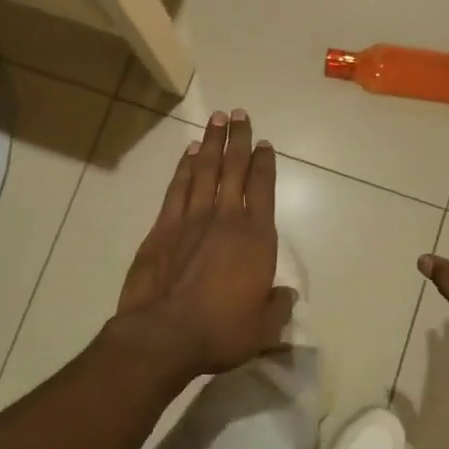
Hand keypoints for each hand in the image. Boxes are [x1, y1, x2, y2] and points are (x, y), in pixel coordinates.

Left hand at [109, 109, 294, 380]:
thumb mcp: (263, 329)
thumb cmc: (221, 331)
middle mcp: (226, 218)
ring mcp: (192, 219)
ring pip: (205, 170)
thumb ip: (278, 307)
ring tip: (216, 120)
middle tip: (239, 114)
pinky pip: (177, 188)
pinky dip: (184, 167)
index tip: (264, 143)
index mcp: (256, 237)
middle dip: (238, 139)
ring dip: (212, 143)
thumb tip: (286, 296)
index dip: (264, 163)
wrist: (164, 335)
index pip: (263, 188)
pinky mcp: (163, 228)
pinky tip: (189, 153)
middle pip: (234, 168)